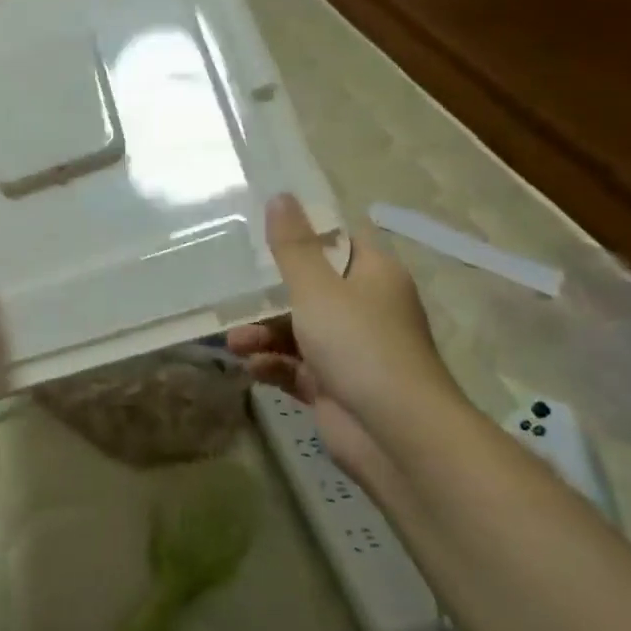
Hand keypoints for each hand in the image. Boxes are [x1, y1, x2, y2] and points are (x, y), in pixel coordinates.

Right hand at [229, 195, 462, 472]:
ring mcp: (351, 350)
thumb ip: (292, 245)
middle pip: (310, 288)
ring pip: (298, 330)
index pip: (337, 242)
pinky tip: (252, 368)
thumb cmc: (359, 344)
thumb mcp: (316, 288)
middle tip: (233, 292)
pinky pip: (297, 366)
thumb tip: (280, 195)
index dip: (302, 235)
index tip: (262, 233)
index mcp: (373, 275)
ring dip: (263, 334)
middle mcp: (366, 308)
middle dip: (269, 295)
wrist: (396, 435)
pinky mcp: (336, 386)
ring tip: (235, 343)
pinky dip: (274, 365)